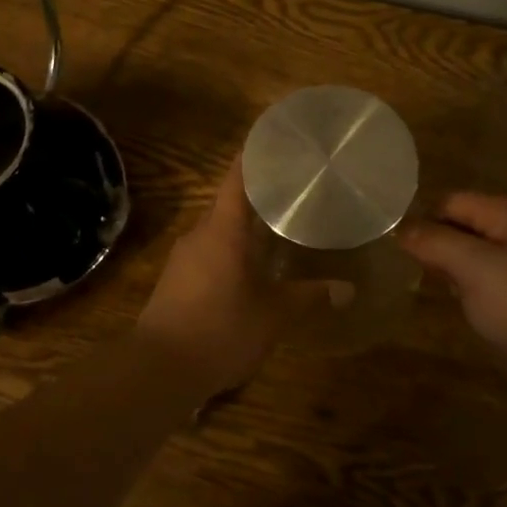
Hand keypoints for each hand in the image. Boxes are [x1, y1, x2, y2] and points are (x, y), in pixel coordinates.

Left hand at [136, 157, 323, 397]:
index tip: (277, 137)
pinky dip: (233, 249)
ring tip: (280, 226)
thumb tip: (348, 288)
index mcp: (223, 228)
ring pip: (220, 229)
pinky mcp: (177, 279)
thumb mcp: (273, 314)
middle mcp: (200, 233)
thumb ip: (309, 296)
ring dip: (247, 225)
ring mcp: (184, 256)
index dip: (256, 153)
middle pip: (231, 201)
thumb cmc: (220, 329)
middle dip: (261, 194)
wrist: (159, 369)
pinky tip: (253, 266)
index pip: (238, 176)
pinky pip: (210, 251)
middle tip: (296, 189)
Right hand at [398, 194, 506, 365]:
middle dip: (435, 241)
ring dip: (445, 262)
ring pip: (464, 248)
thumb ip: (434, 241)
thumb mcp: (472, 266)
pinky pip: (475, 271)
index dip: (426, 220)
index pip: (452, 201)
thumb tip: (399, 229)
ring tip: (432, 282)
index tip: (405, 248)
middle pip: (458, 222)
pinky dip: (459, 279)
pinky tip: (453, 296)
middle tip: (417, 267)